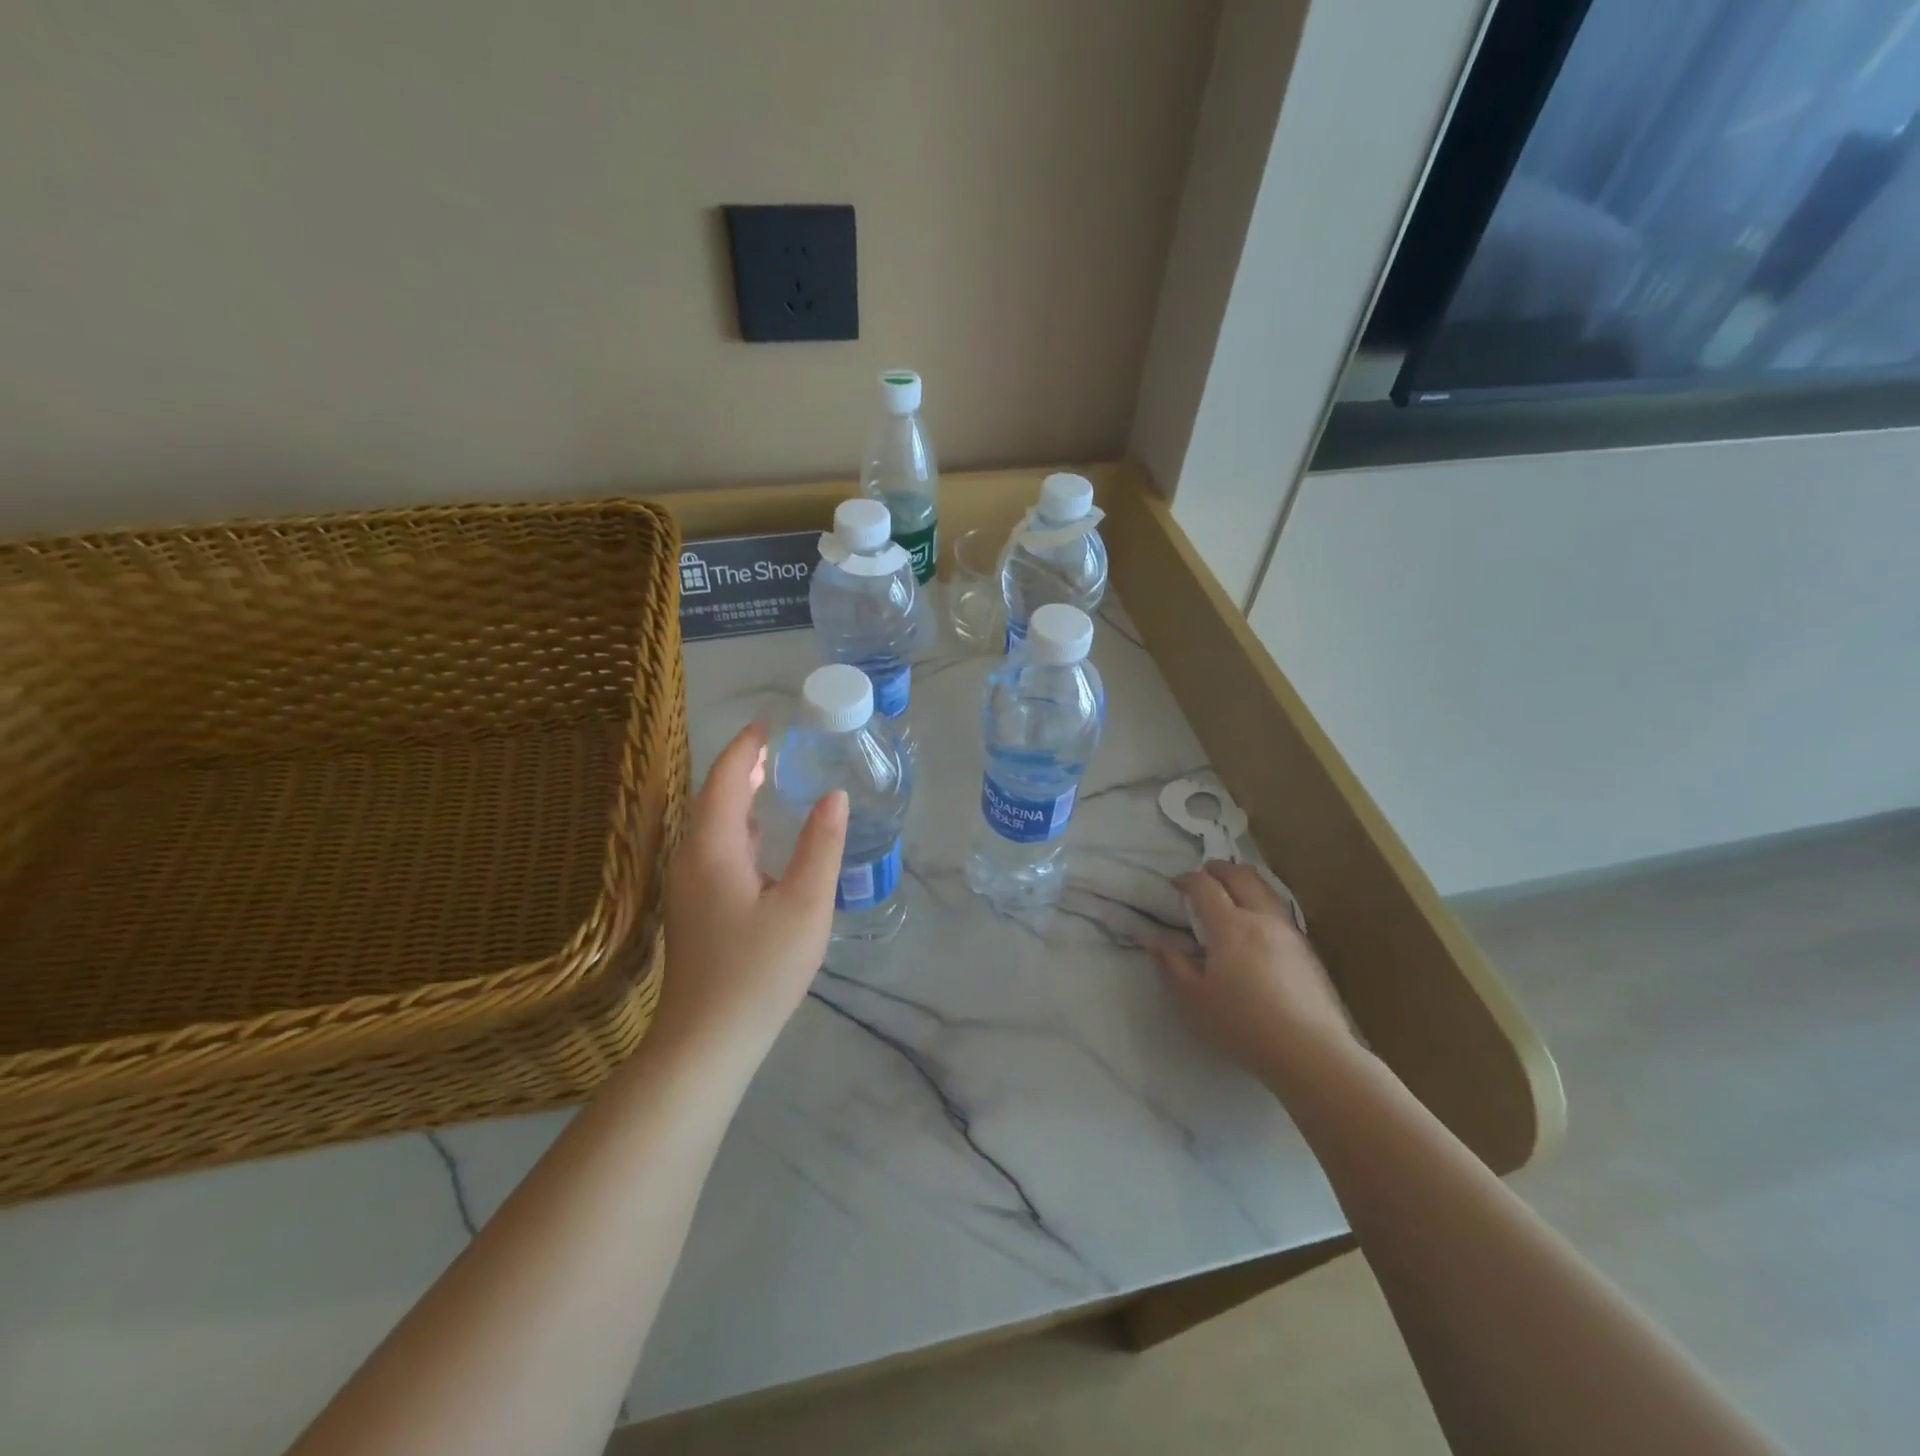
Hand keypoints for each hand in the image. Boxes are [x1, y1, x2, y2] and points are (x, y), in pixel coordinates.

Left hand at [656, 723, 847, 1062]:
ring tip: (769, 779)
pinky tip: (761, 838)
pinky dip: (737, 826)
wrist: (707, 1041)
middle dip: (740, 767)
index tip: (768, 725)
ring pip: (710, 825)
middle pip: (712, 798)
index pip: (724, 780)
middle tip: (774, 746)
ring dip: (737, 797)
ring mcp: (687, 886)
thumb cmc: (759, 970)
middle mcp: (690, 858)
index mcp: (712, 848)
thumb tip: (834, 796)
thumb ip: (821, 845)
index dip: (744, 748)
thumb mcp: (805, 905)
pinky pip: (713, 848)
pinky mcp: (694, 908)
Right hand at [1151, 862, 1356, 1081]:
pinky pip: (1280, 911)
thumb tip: (1152, 940)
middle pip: (1241, 875)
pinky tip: (1257, 926)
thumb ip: (1172, 964)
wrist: (1310, 1051)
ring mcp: (1289, 932)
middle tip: (1204, 876)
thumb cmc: (1242, 1024)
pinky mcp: (1307, 950)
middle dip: (1219, 869)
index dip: (1188, 879)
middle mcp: (1261, 918)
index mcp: (1230, 926)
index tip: (1176, 885)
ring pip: (1266, 889)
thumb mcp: (1194, 998)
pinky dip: (1262, 903)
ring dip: (1244, 882)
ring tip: (1231, 893)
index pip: (1205, 886)